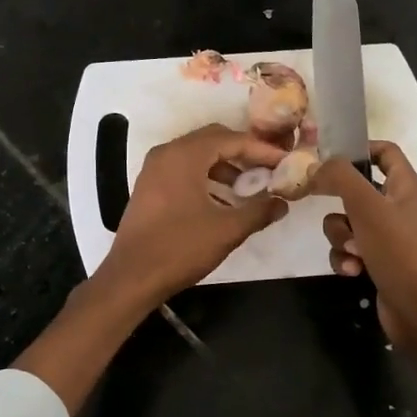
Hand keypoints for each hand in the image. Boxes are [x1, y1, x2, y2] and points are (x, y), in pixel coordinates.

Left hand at [95, 124, 289, 306]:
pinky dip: (205, 177)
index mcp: (185, 155)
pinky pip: (183, 170)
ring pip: (197, 155)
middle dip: (242, 153)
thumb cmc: (180, 248)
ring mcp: (153, 170)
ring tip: (249, 188)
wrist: (132, 277)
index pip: (231, 139)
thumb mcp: (227, 230)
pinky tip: (222, 201)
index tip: (284, 162)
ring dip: (224, 166)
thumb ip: (258, 211)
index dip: (261, 150)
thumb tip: (282, 203)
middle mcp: (166, 153)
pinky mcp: (148, 187)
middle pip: (212, 140)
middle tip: (268, 169)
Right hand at [314, 141, 416, 347]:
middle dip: (338, 203)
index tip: (328, 158)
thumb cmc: (398, 251)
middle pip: (356, 189)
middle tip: (323, 205)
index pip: (385, 151)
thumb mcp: (366, 206)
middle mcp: (398, 207)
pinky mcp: (377, 261)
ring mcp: (388, 236)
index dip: (359, 149)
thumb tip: (316, 168)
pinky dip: (346, 258)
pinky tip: (354, 271)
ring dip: (340, 237)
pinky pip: (349, 250)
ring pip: (346, 223)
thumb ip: (340, 178)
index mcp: (405, 186)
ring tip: (353, 252)